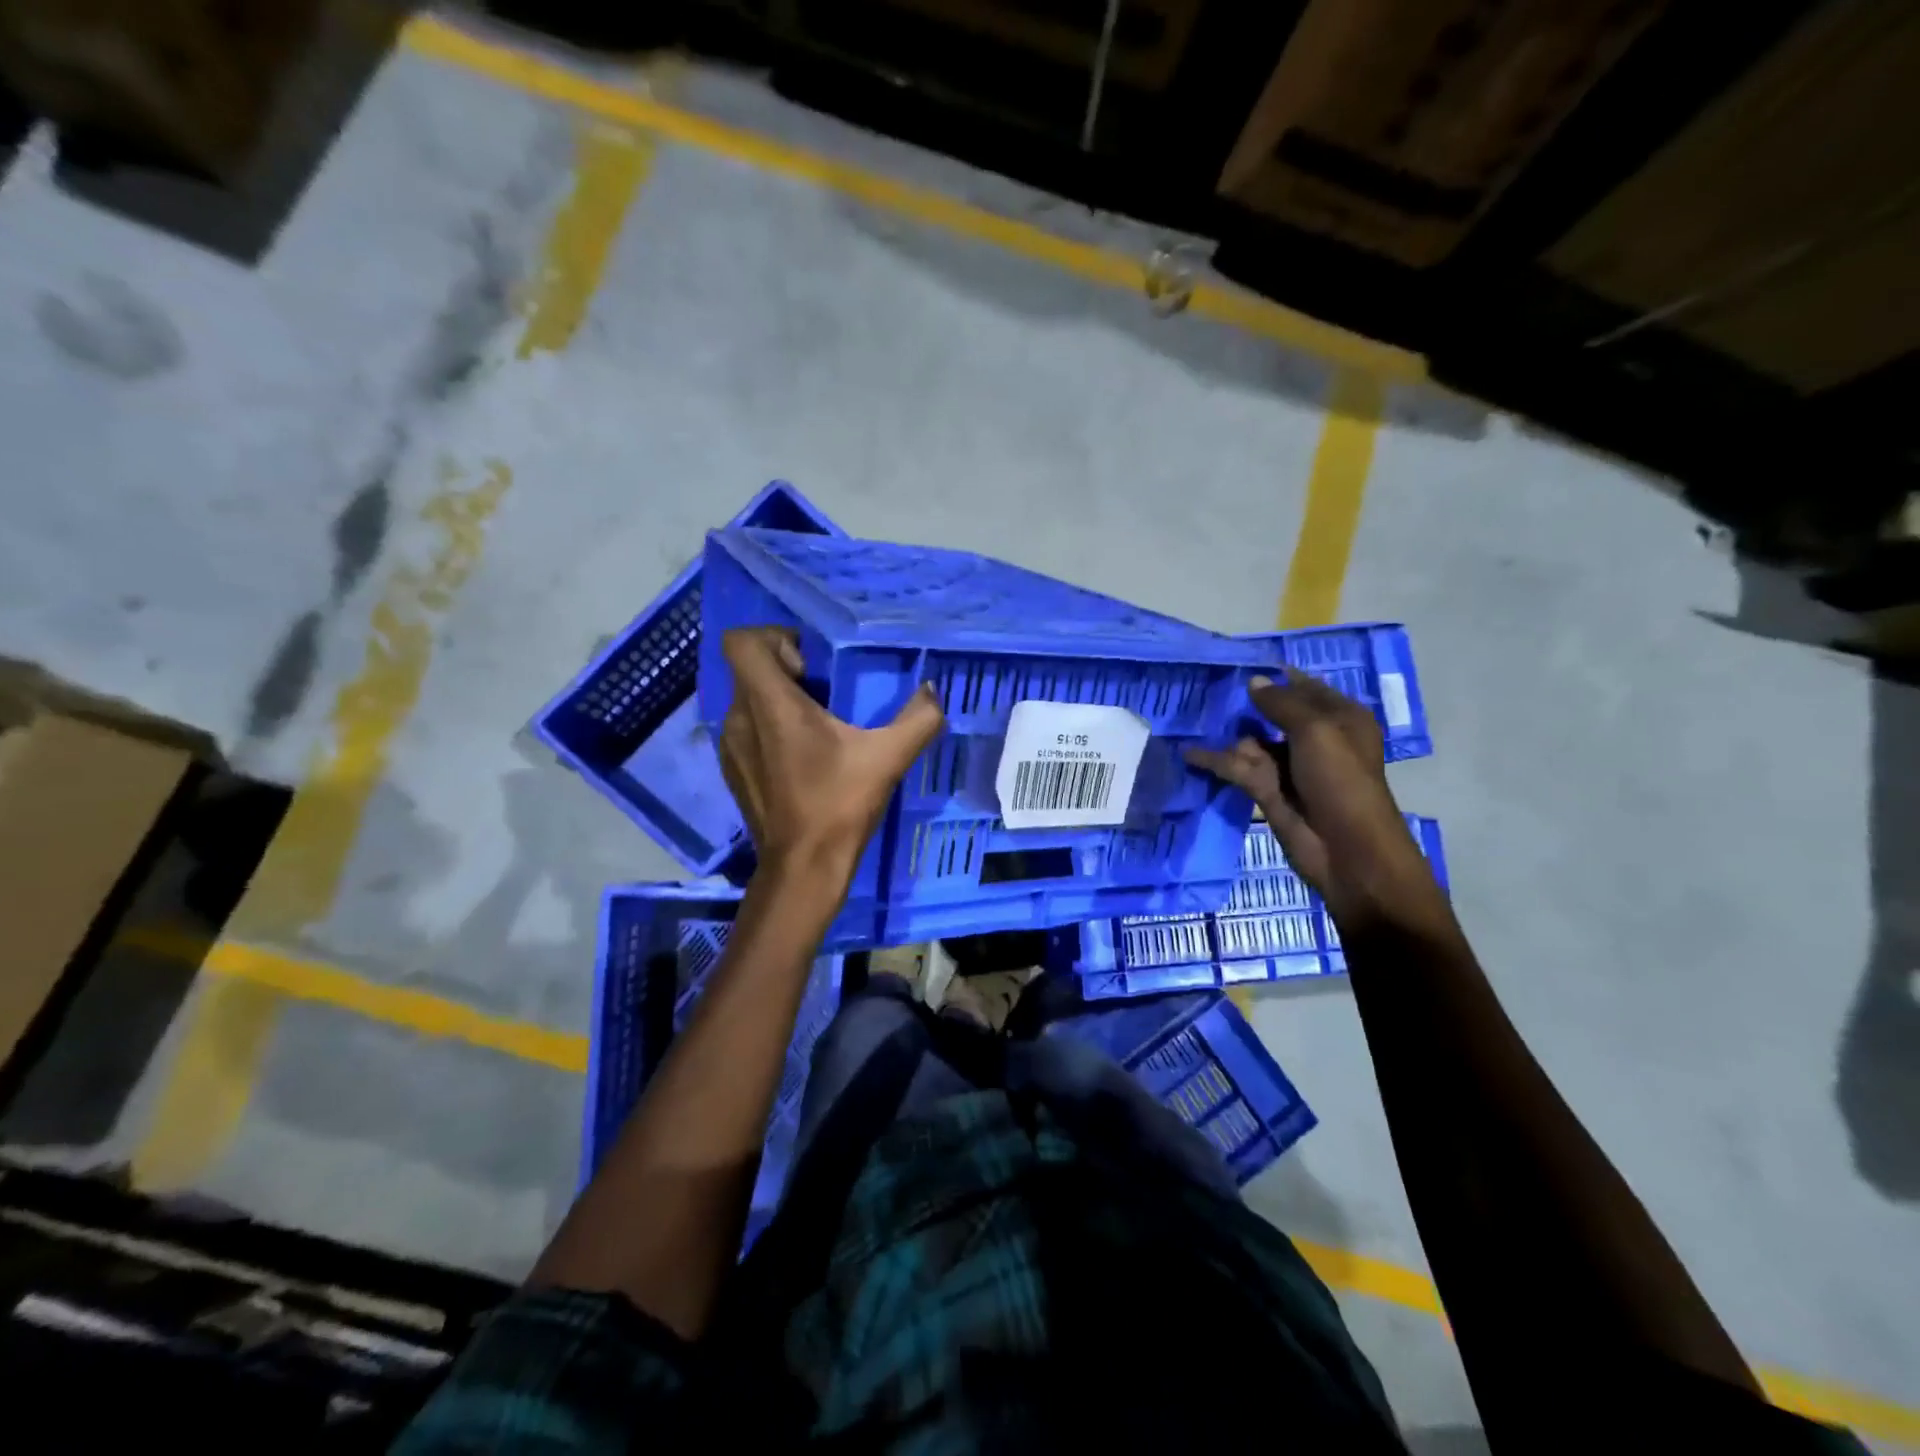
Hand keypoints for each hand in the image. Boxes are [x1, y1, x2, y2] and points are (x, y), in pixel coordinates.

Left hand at [718, 628, 945, 886]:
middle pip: (749, 669)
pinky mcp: (732, 771)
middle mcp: (739, 718)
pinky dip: (770, 729)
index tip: (810, 663)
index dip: (773, 638)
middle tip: (826, 693)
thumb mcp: (888, 759)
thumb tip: (931, 691)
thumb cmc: (839, 806)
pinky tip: (802, 758)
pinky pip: (747, 729)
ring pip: (748, 700)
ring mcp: (730, 746)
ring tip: (817, 727)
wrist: (803, 867)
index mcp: (770, 704)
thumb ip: (918, 719)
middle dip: (786, 670)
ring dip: (778, 701)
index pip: (741, 642)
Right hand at [1184, 670, 1441, 927]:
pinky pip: (1238, 768)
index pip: (1304, 687)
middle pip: (1273, 713)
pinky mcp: (1267, 791)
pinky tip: (1189, 753)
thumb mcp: (1316, 731)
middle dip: (1244, 705)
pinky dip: (1216, 761)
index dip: (1275, 677)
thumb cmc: (1341, 781)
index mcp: (1339, 718)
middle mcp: (1315, 738)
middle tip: (1207, 689)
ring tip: (1194, 721)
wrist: (1347, 850)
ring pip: (1252, 741)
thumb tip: (1253, 682)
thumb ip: (1281, 704)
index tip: (1238, 664)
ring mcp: (1289, 766)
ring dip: (1227, 734)